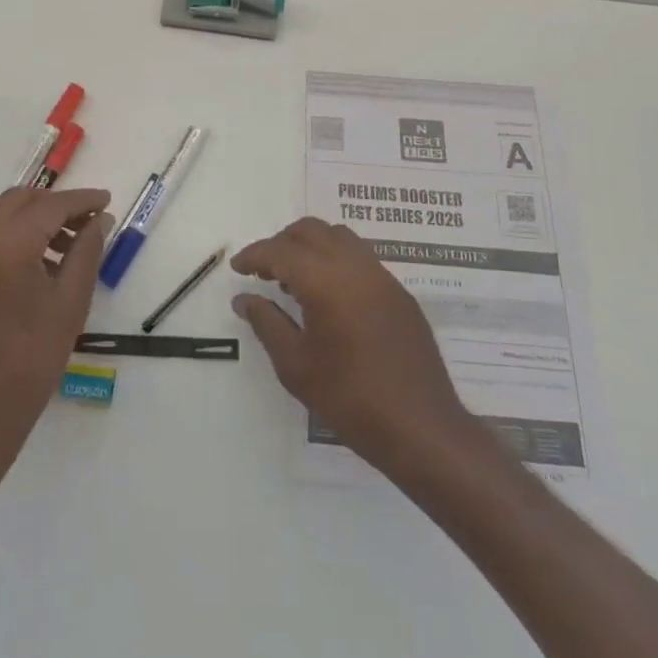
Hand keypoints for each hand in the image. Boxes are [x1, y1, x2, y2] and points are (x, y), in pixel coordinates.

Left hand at [0, 187, 111, 450]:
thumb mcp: (71, 299)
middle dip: (55, 203)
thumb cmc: (35, 355)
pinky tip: (40, 263)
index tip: (107, 200)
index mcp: (6, 246)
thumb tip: (100, 219)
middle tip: (87, 220)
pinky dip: (15, 236)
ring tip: (69, 246)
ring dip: (35, 219)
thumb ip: (87, 250)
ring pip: (1, 217)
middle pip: (19, 200)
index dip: (81, 201)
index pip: (49, 207)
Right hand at [233, 218, 474, 480]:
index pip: (281, 251)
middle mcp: (355, 266)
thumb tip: (244, 298)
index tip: (237, 268)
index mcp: (325, 281)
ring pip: (338, 237)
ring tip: (295, 281)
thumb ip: (266, 323)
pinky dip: (335, 260)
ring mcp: (382, 276)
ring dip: (310, 246)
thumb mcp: (295, 366)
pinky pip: (360, 257)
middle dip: (281, 243)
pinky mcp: (398, 291)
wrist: (420, 427)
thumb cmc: (349, 399)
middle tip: (263, 271)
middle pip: (310, 231)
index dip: (254, 255)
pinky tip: (329, 295)